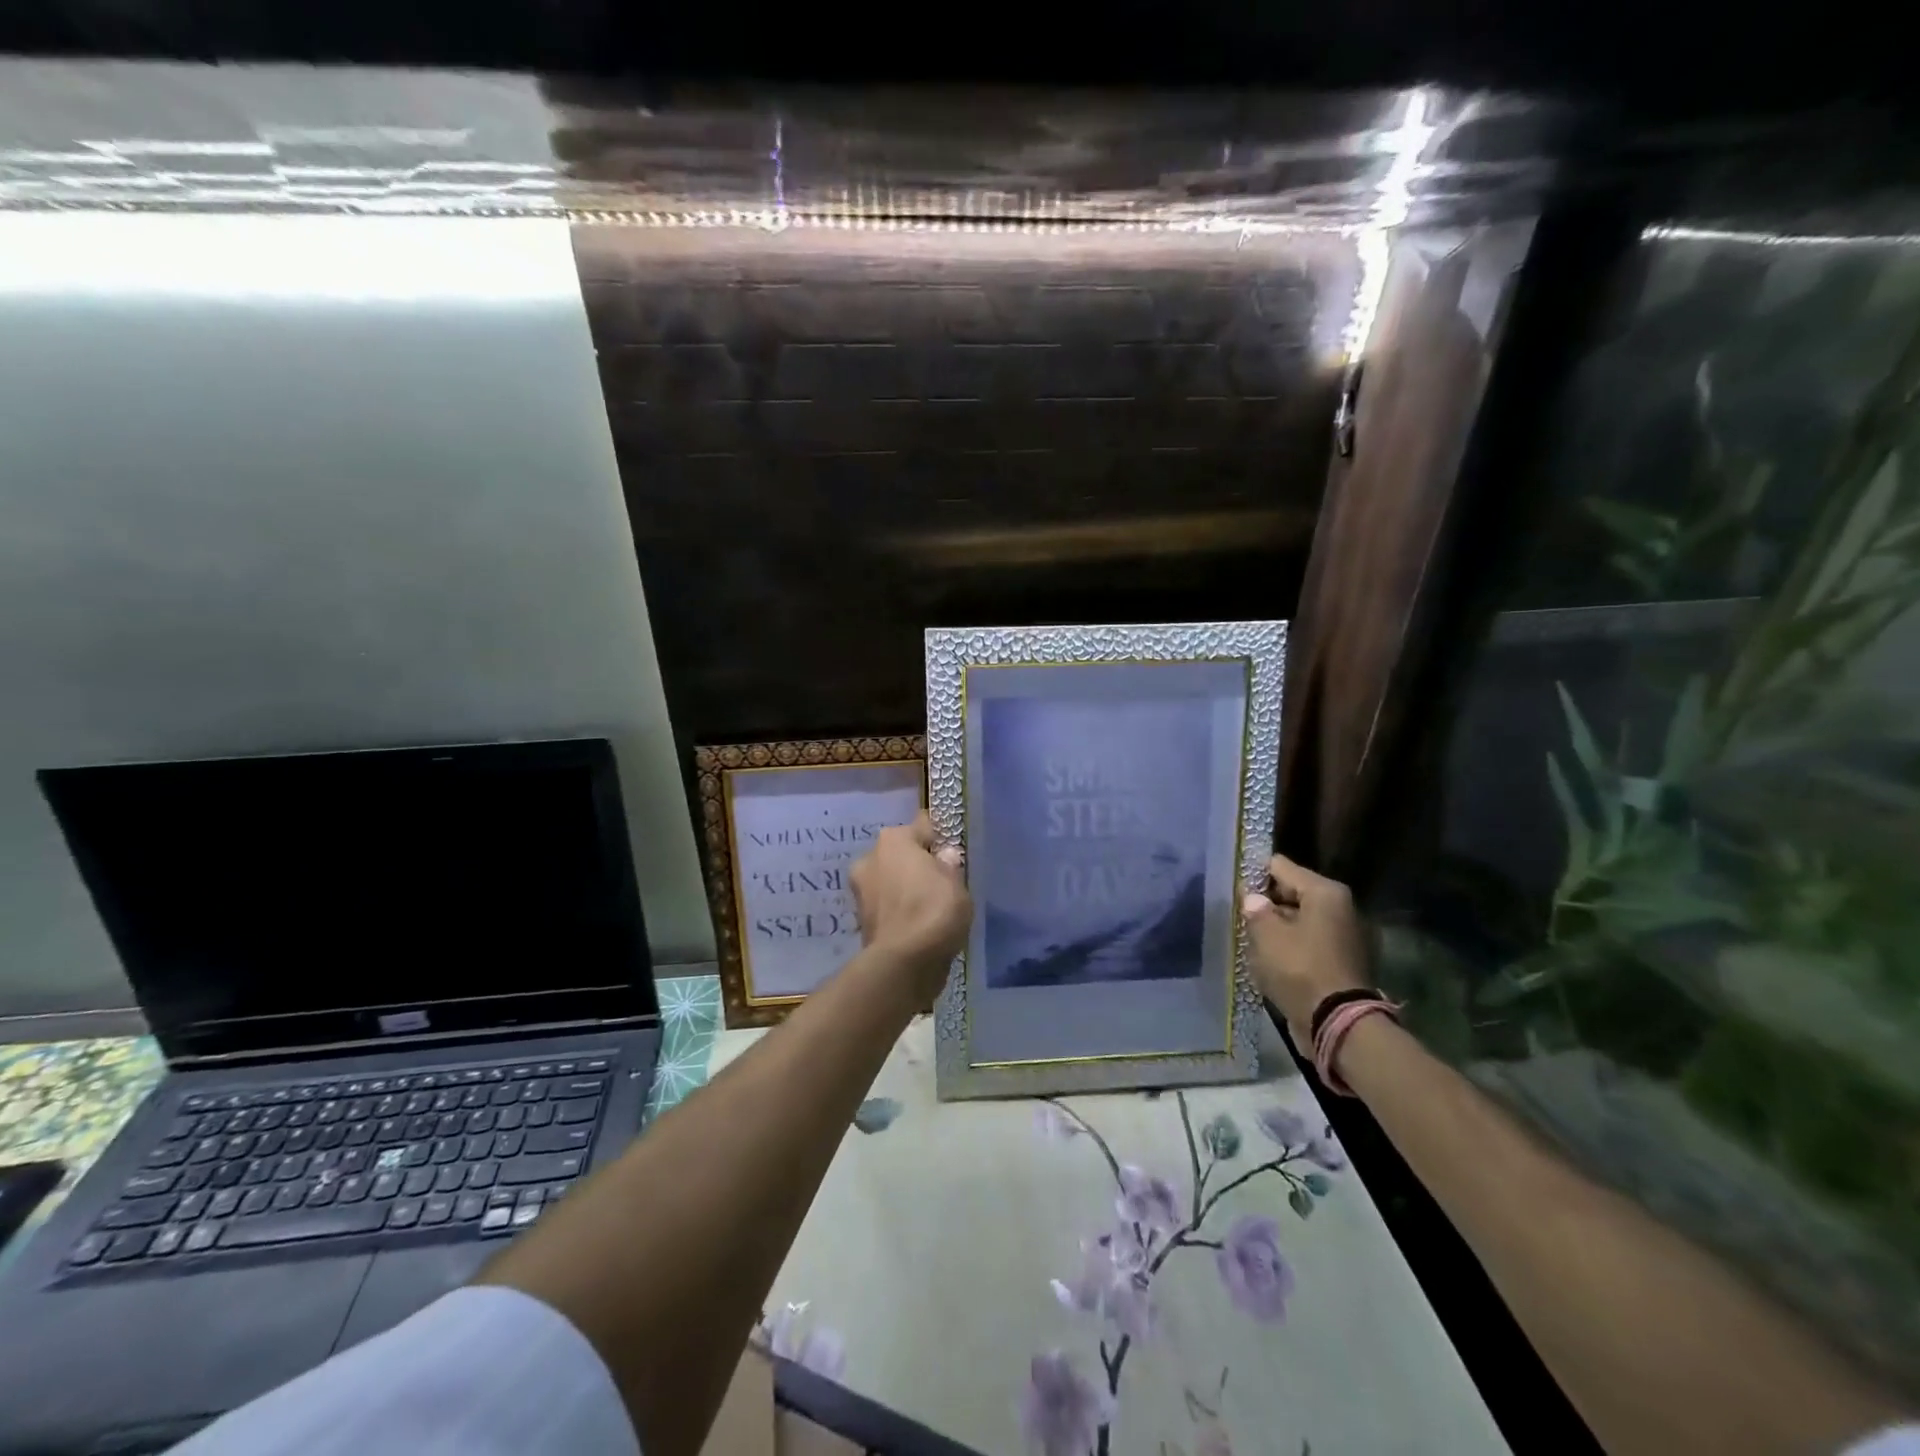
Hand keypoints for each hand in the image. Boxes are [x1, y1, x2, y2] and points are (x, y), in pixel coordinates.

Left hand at [849, 812, 972, 1000]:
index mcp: (894, 839)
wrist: (902, 964)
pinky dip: (899, 911)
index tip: (952, 852)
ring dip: (906, 888)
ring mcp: (861, 889)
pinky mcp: (860, 919)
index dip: (939, 838)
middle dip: (918, 864)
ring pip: (892, 880)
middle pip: (902, 853)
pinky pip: (888, 905)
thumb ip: (950, 865)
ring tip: (931, 906)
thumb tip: (944, 856)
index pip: (922, 826)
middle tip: (942, 882)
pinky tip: (917, 924)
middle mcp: (870, 857)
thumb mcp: (957, 883)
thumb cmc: (933, 911)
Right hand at [1242, 853, 1370, 1047]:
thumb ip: (1255, 908)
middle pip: (1292, 893)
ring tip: (1250, 938)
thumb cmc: (1299, 968)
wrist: (1337, 1023)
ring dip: (1276, 927)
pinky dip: (1290, 946)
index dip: (1254, 874)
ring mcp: (1344, 936)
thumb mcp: (1266, 934)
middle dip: (1265, 902)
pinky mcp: (1342, 961)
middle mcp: (1340, 908)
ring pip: (1299, 920)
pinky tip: (1268, 958)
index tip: (1233, 887)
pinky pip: (1308, 943)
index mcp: (1325, 892)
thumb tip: (1252, 898)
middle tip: (1239, 915)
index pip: (1280, 866)